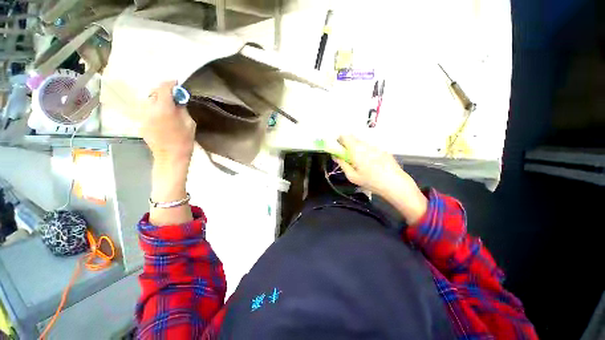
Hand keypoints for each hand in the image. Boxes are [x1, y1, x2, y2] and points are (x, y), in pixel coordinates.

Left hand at [139, 81, 195, 165]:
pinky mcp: (141, 122)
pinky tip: (162, 115)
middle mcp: (149, 109)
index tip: (177, 83)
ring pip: (149, 100)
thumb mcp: (189, 123)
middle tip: (173, 96)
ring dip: (158, 99)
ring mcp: (143, 116)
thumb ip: (182, 108)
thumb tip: (178, 99)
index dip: (170, 83)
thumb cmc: (184, 140)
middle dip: (163, 91)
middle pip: (153, 92)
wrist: (170, 156)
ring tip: (168, 105)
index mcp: (163, 109)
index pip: (163, 87)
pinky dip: (154, 107)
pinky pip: (147, 109)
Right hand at [333, 135, 427, 223]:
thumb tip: (335, 156)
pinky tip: (371, 164)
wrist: (395, 183)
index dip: (339, 140)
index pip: (344, 136)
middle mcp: (365, 145)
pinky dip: (366, 152)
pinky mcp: (383, 150)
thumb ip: (342, 164)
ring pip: (362, 143)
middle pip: (353, 138)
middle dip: (347, 145)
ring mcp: (375, 146)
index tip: (338, 148)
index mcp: (356, 150)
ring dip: (357, 149)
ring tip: (360, 163)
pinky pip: (370, 147)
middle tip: (347, 157)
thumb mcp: (352, 176)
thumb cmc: (371, 181)